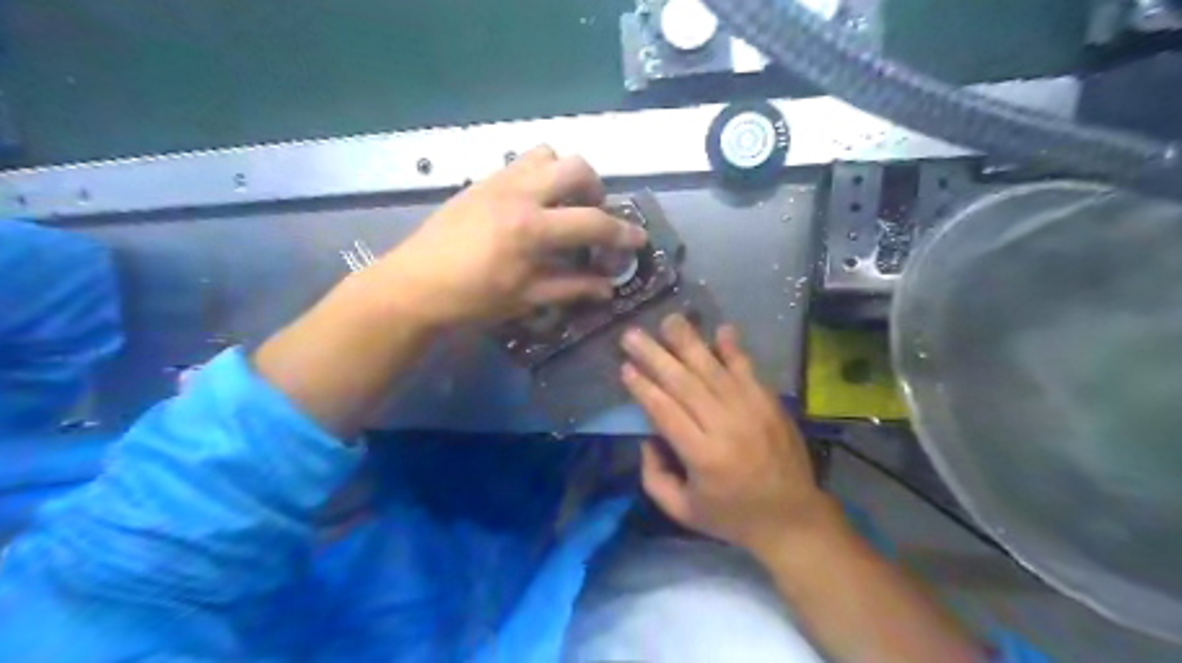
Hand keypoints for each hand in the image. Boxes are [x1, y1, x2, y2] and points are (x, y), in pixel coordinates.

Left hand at [367, 149, 646, 329]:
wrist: (414, 284)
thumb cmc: (471, 299)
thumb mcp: (526, 298)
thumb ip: (572, 287)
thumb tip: (607, 287)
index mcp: (532, 229)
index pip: (593, 222)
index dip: (622, 233)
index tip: (639, 240)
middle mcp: (520, 194)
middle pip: (577, 167)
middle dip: (597, 191)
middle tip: (593, 216)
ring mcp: (498, 181)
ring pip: (548, 153)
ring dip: (566, 175)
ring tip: (563, 204)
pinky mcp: (482, 180)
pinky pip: (522, 161)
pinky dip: (541, 174)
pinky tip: (533, 204)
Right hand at [619, 316, 840, 552]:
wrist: (793, 517)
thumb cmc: (731, 516)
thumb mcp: (682, 511)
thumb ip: (654, 477)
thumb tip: (647, 437)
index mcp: (703, 456)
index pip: (665, 411)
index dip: (643, 388)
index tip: (625, 367)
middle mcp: (726, 427)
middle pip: (684, 383)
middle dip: (655, 356)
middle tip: (632, 335)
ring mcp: (752, 410)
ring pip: (713, 370)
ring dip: (689, 342)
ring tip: (668, 320)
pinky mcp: (770, 403)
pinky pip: (748, 370)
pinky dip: (733, 349)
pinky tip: (720, 329)